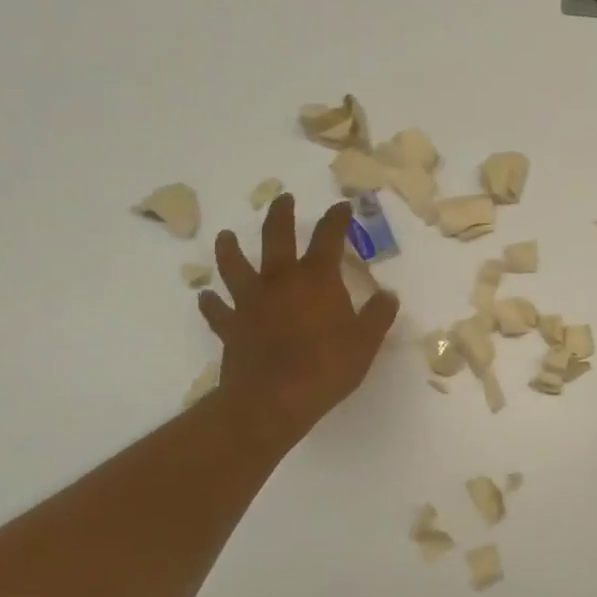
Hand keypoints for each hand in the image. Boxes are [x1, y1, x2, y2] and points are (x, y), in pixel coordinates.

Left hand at [198, 194, 398, 449]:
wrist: (274, 399)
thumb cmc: (327, 366)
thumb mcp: (366, 342)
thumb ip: (378, 315)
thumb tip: (388, 295)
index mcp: (316, 279)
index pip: (328, 237)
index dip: (337, 219)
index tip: (342, 206)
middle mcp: (280, 280)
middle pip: (276, 237)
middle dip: (281, 214)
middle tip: (283, 198)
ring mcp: (250, 301)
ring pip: (234, 266)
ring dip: (230, 249)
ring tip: (226, 236)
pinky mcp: (230, 326)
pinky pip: (216, 310)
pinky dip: (211, 302)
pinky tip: (207, 297)